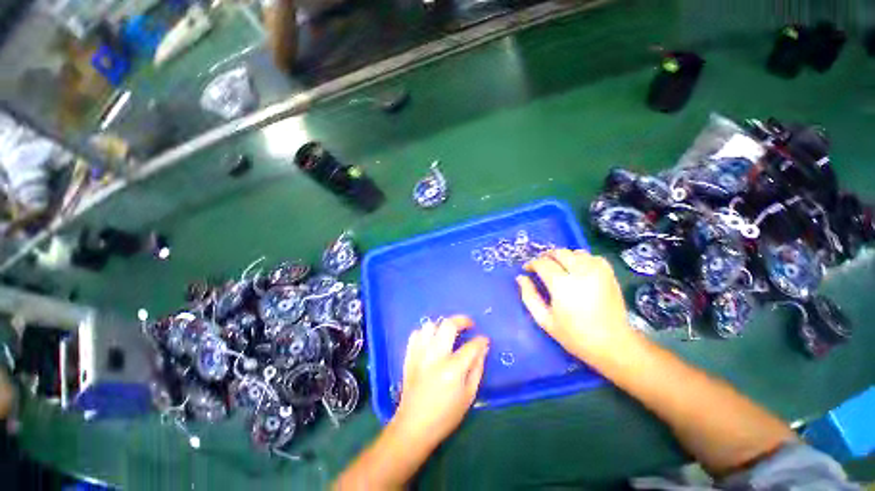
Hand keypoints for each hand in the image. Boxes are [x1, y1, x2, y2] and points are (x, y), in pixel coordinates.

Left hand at [391, 316, 489, 450]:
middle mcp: (435, 356)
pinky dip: (426, 333)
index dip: (481, 340)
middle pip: (448, 325)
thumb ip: (477, 368)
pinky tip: (432, 341)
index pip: (471, 346)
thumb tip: (483, 348)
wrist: (414, 426)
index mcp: (453, 369)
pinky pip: (416, 334)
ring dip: (442, 326)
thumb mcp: (469, 396)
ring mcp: (419, 354)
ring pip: (430, 325)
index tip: (484, 339)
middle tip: (469, 324)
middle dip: (462, 320)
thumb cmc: (445, 415)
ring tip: (449, 334)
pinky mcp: (409, 356)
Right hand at [516, 249, 638, 363]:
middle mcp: (580, 272)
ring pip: (575, 252)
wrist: (613, 345)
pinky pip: (592, 257)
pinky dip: (582, 259)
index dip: (532, 264)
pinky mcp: (609, 274)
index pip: (542, 263)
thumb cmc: (575, 335)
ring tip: (558, 267)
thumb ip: (529, 296)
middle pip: (558, 253)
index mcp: (562, 284)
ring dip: (563, 256)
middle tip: (540, 266)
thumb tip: (520, 278)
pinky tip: (578, 269)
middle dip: (546, 256)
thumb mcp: (544, 320)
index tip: (527, 269)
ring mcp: (597, 271)